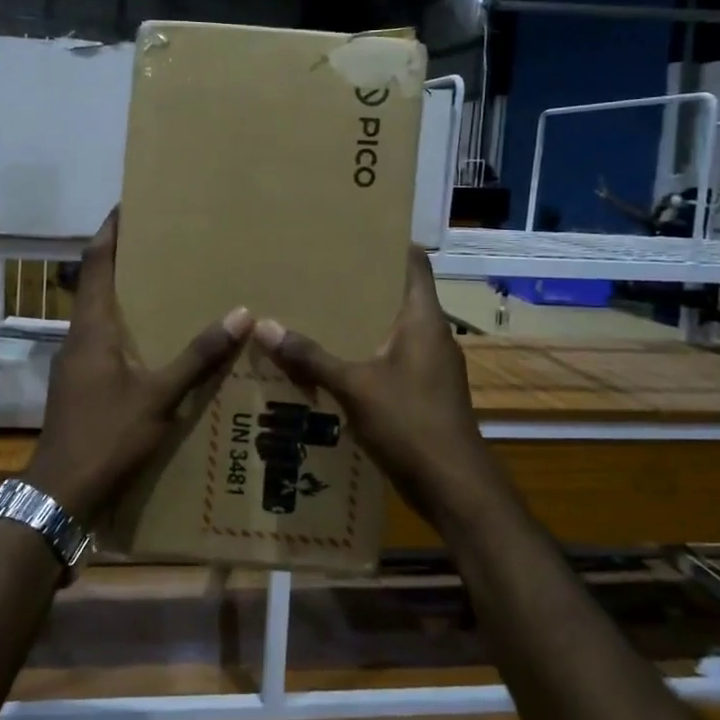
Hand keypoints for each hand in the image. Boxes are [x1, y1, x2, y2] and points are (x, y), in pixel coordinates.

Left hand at [26, 211, 253, 523]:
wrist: (60, 494)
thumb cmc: (107, 438)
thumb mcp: (160, 398)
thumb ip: (198, 357)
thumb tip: (239, 314)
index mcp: (92, 330)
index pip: (96, 264)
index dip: (110, 232)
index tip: (128, 205)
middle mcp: (78, 338)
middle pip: (96, 285)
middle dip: (123, 260)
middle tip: (161, 242)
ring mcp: (74, 365)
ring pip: (99, 316)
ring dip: (124, 296)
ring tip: (164, 285)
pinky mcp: (78, 387)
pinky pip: (102, 343)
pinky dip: (125, 329)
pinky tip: (152, 343)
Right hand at [254, 248, 492, 518]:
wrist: (454, 488)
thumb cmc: (411, 424)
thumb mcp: (354, 386)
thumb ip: (311, 357)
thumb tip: (265, 326)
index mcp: (424, 320)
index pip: (413, 264)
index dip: (389, 244)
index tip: (353, 232)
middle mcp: (432, 336)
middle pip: (397, 297)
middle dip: (360, 286)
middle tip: (317, 271)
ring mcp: (430, 368)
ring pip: (390, 332)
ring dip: (358, 324)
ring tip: (315, 312)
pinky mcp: (423, 394)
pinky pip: (389, 362)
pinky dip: (362, 356)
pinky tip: (329, 363)